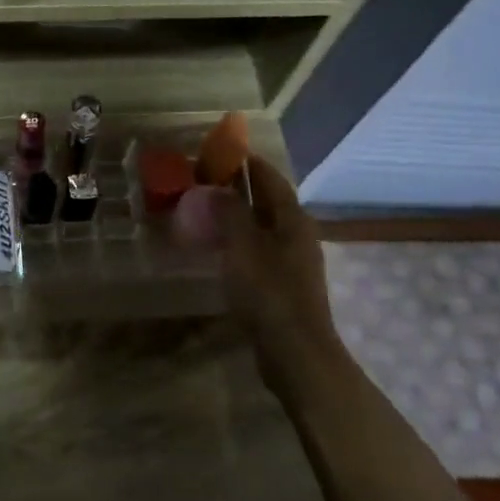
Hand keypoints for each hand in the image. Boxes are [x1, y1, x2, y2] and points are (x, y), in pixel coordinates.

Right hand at [214, 156, 338, 356]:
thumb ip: (230, 212)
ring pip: (261, 225)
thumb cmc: (268, 291)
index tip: (218, 150)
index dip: (245, 161)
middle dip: (238, 186)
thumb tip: (216, 186)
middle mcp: (296, 233)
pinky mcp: (282, 282)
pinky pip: (257, 247)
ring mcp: (291, 260)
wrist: (294, 350)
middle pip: (266, 200)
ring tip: (205, 208)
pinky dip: (237, 238)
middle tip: (203, 179)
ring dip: (236, 213)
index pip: (268, 177)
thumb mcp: (243, 246)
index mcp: (292, 219)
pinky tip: (218, 246)